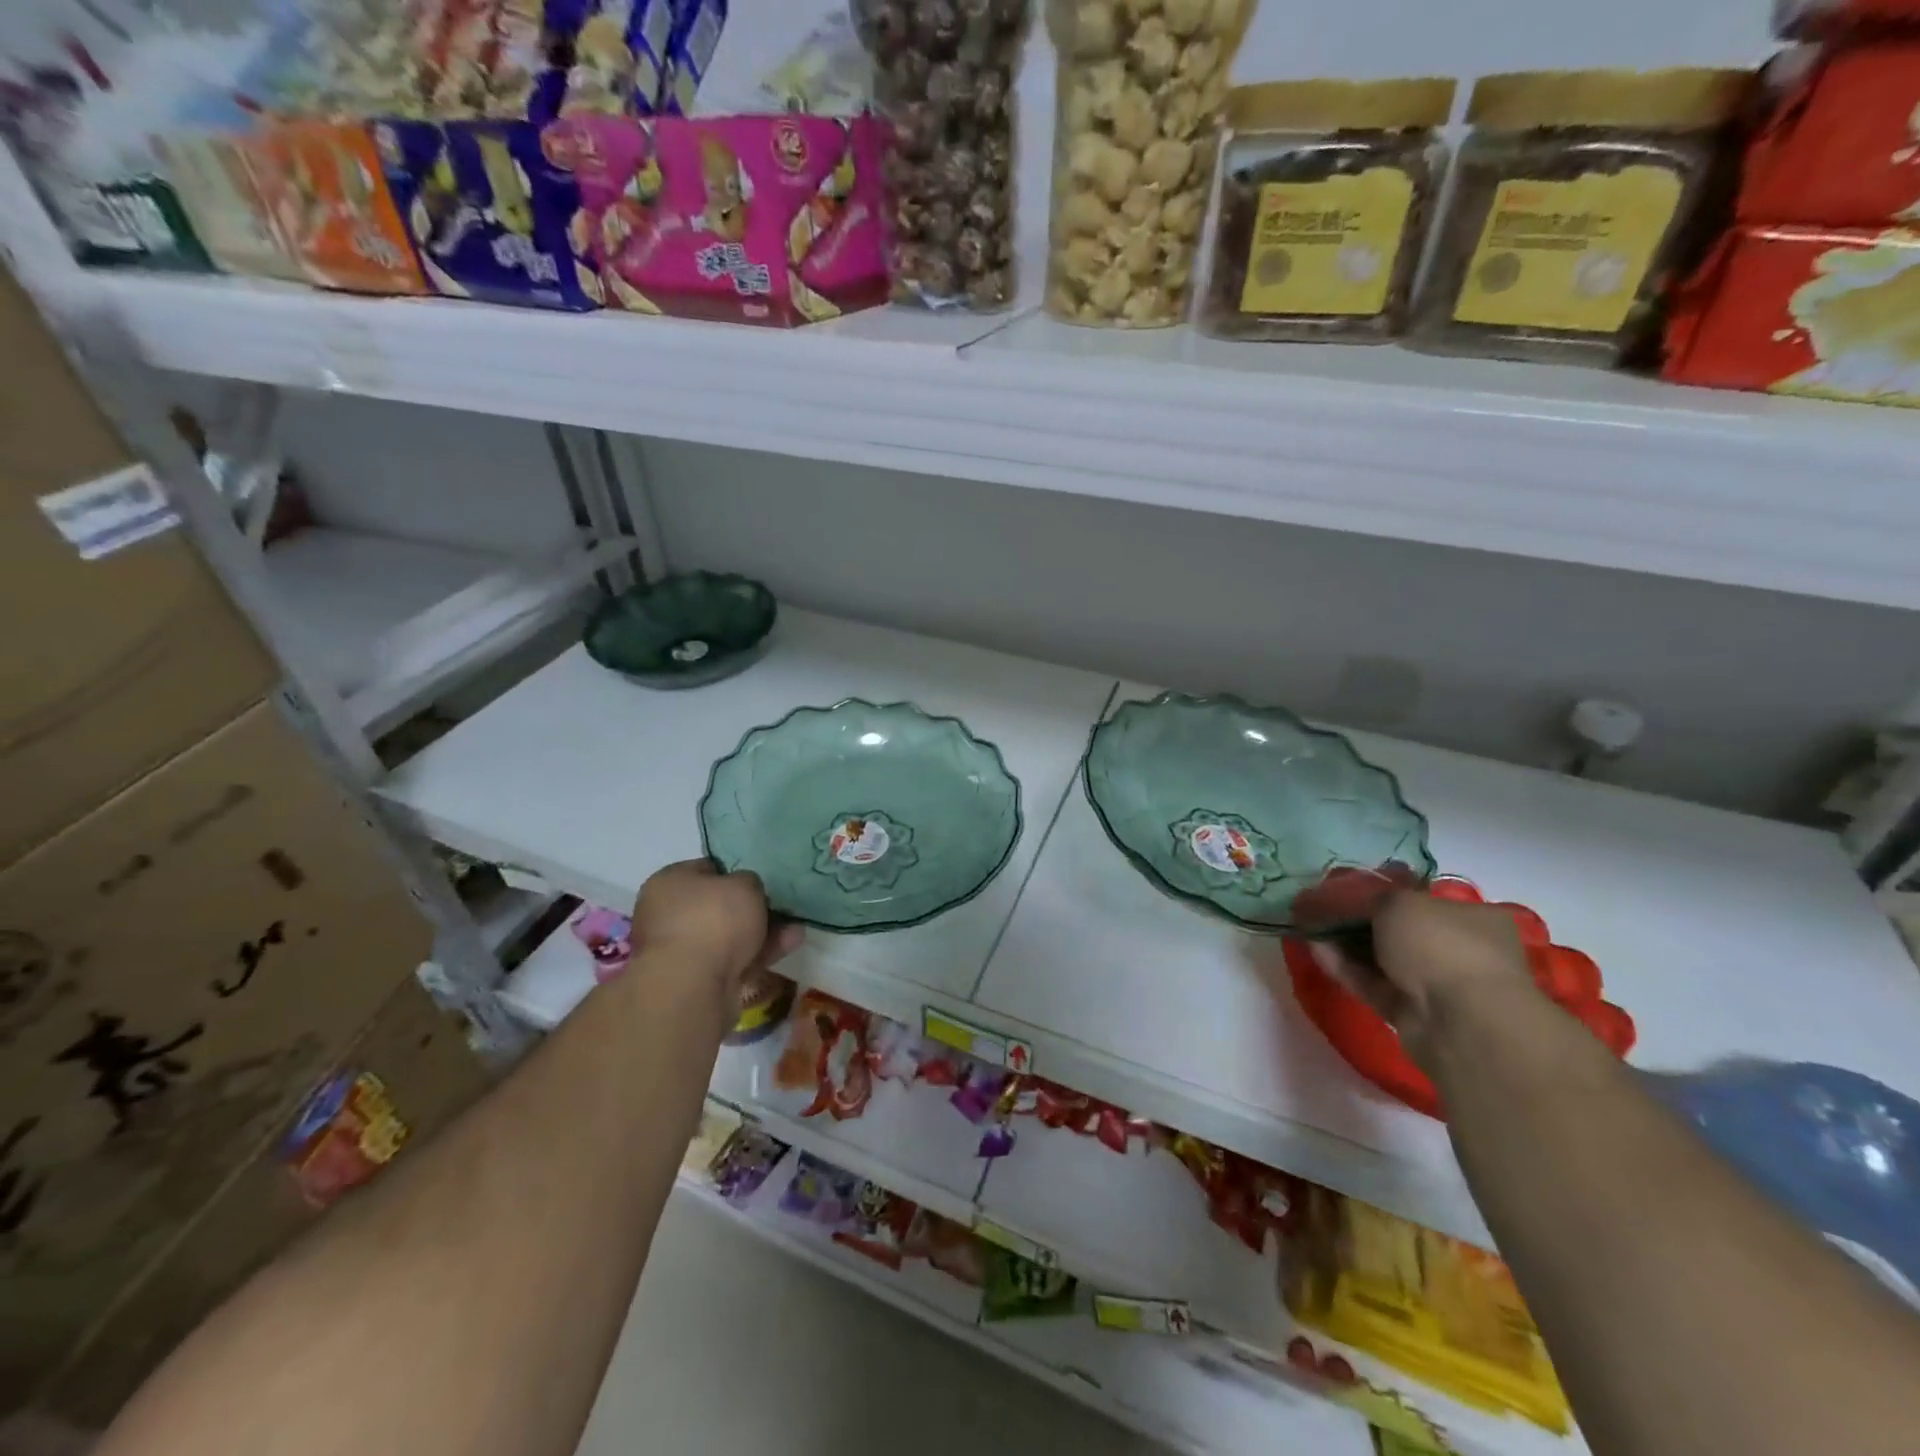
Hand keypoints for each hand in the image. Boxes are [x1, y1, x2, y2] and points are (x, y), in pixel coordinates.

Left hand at [630, 860, 802, 994]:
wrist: (692, 985)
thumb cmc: (713, 919)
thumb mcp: (744, 884)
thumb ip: (749, 882)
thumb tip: (746, 891)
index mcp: (669, 883)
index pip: (705, 869)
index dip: (735, 872)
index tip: (760, 880)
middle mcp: (667, 914)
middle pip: (718, 906)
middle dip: (752, 908)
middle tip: (781, 907)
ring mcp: (679, 950)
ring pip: (728, 936)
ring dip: (762, 932)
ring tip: (796, 929)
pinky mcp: (694, 980)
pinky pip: (732, 960)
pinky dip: (758, 954)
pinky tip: (788, 946)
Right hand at [1310, 891, 1534, 1068]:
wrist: (1460, 1021)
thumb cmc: (1440, 944)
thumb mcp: (1399, 902)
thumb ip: (1368, 897)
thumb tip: (1346, 898)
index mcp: (1472, 917)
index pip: (1421, 898)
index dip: (1381, 890)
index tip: (1345, 886)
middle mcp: (1457, 949)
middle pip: (1396, 928)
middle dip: (1356, 918)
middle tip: (1320, 905)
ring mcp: (1434, 983)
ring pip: (1380, 957)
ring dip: (1344, 942)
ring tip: (1307, 925)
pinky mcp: (1409, 1011)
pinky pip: (1371, 983)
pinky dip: (1344, 966)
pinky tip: (1314, 949)